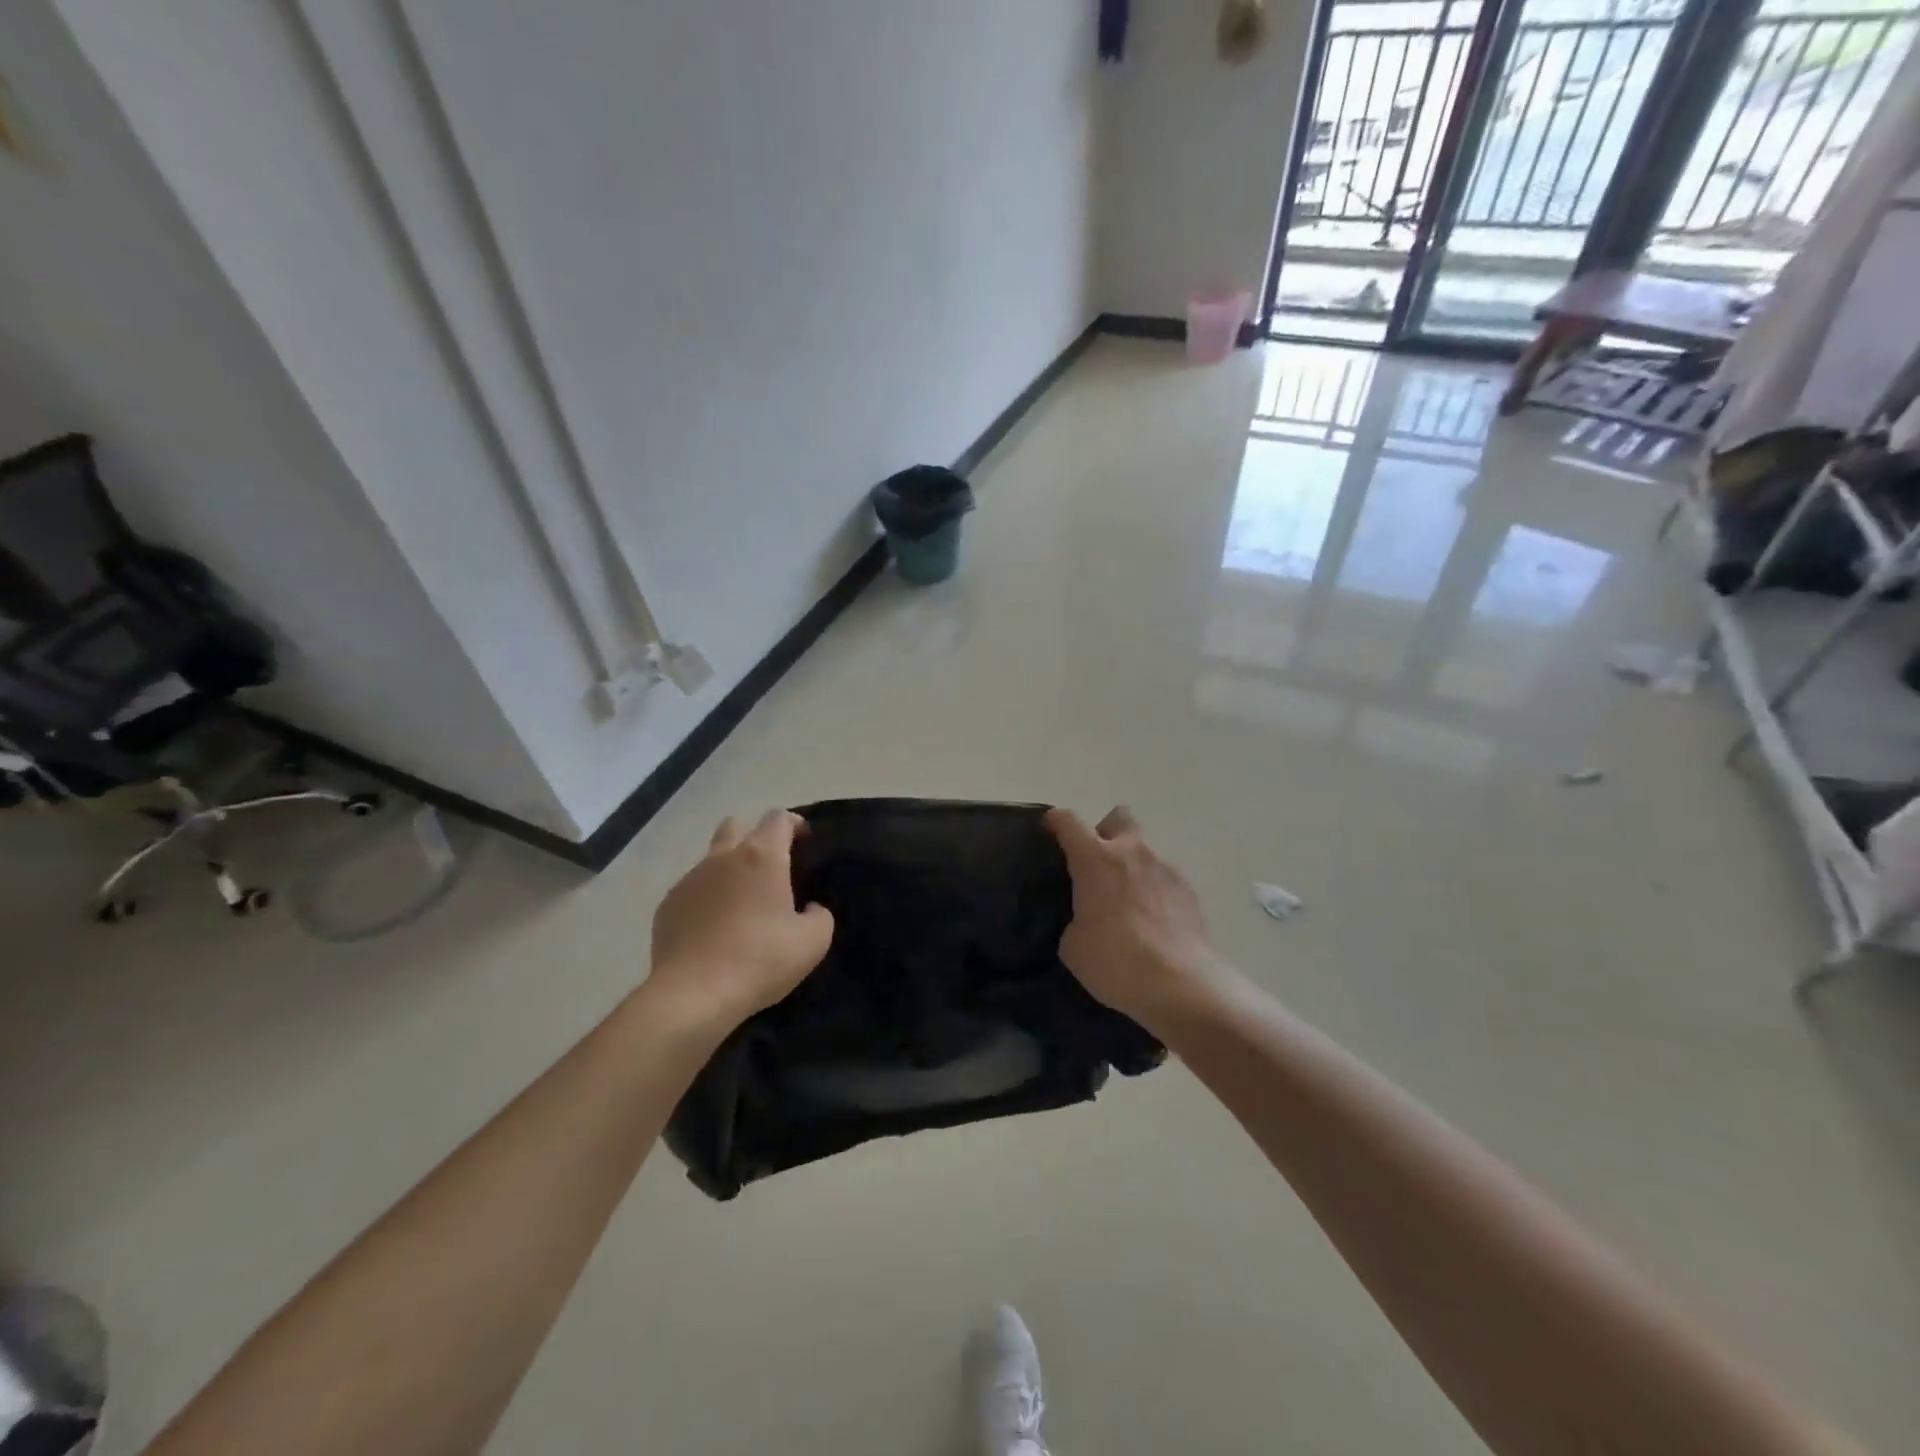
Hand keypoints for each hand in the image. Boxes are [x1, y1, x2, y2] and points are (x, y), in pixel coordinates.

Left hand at [648, 810, 834, 1031]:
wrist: (693, 995)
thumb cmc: (760, 960)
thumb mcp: (813, 942)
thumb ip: (820, 915)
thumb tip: (810, 908)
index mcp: (762, 857)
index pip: (779, 818)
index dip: (795, 824)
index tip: (805, 842)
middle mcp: (723, 858)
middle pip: (737, 824)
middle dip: (755, 835)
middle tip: (771, 865)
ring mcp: (690, 879)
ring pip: (711, 857)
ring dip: (729, 867)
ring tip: (741, 901)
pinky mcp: (667, 905)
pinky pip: (692, 889)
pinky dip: (707, 897)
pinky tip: (714, 927)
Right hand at [1044, 806, 1228, 1026]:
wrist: (1181, 985)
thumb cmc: (1115, 962)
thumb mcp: (1073, 946)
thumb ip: (1075, 919)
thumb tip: (1086, 919)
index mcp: (1095, 859)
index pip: (1068, 821)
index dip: (1055, 821)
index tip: (1049, 829)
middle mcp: (1131, 852)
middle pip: (1118, 818)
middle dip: (1106, 833)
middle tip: (1097, 864)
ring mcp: (1165, 868)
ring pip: (1144, 851)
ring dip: (1132, 867)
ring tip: (1126, 904)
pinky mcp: (1189, 890)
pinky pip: (1164, 878)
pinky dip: (1154, 891)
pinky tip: (1151, 922)